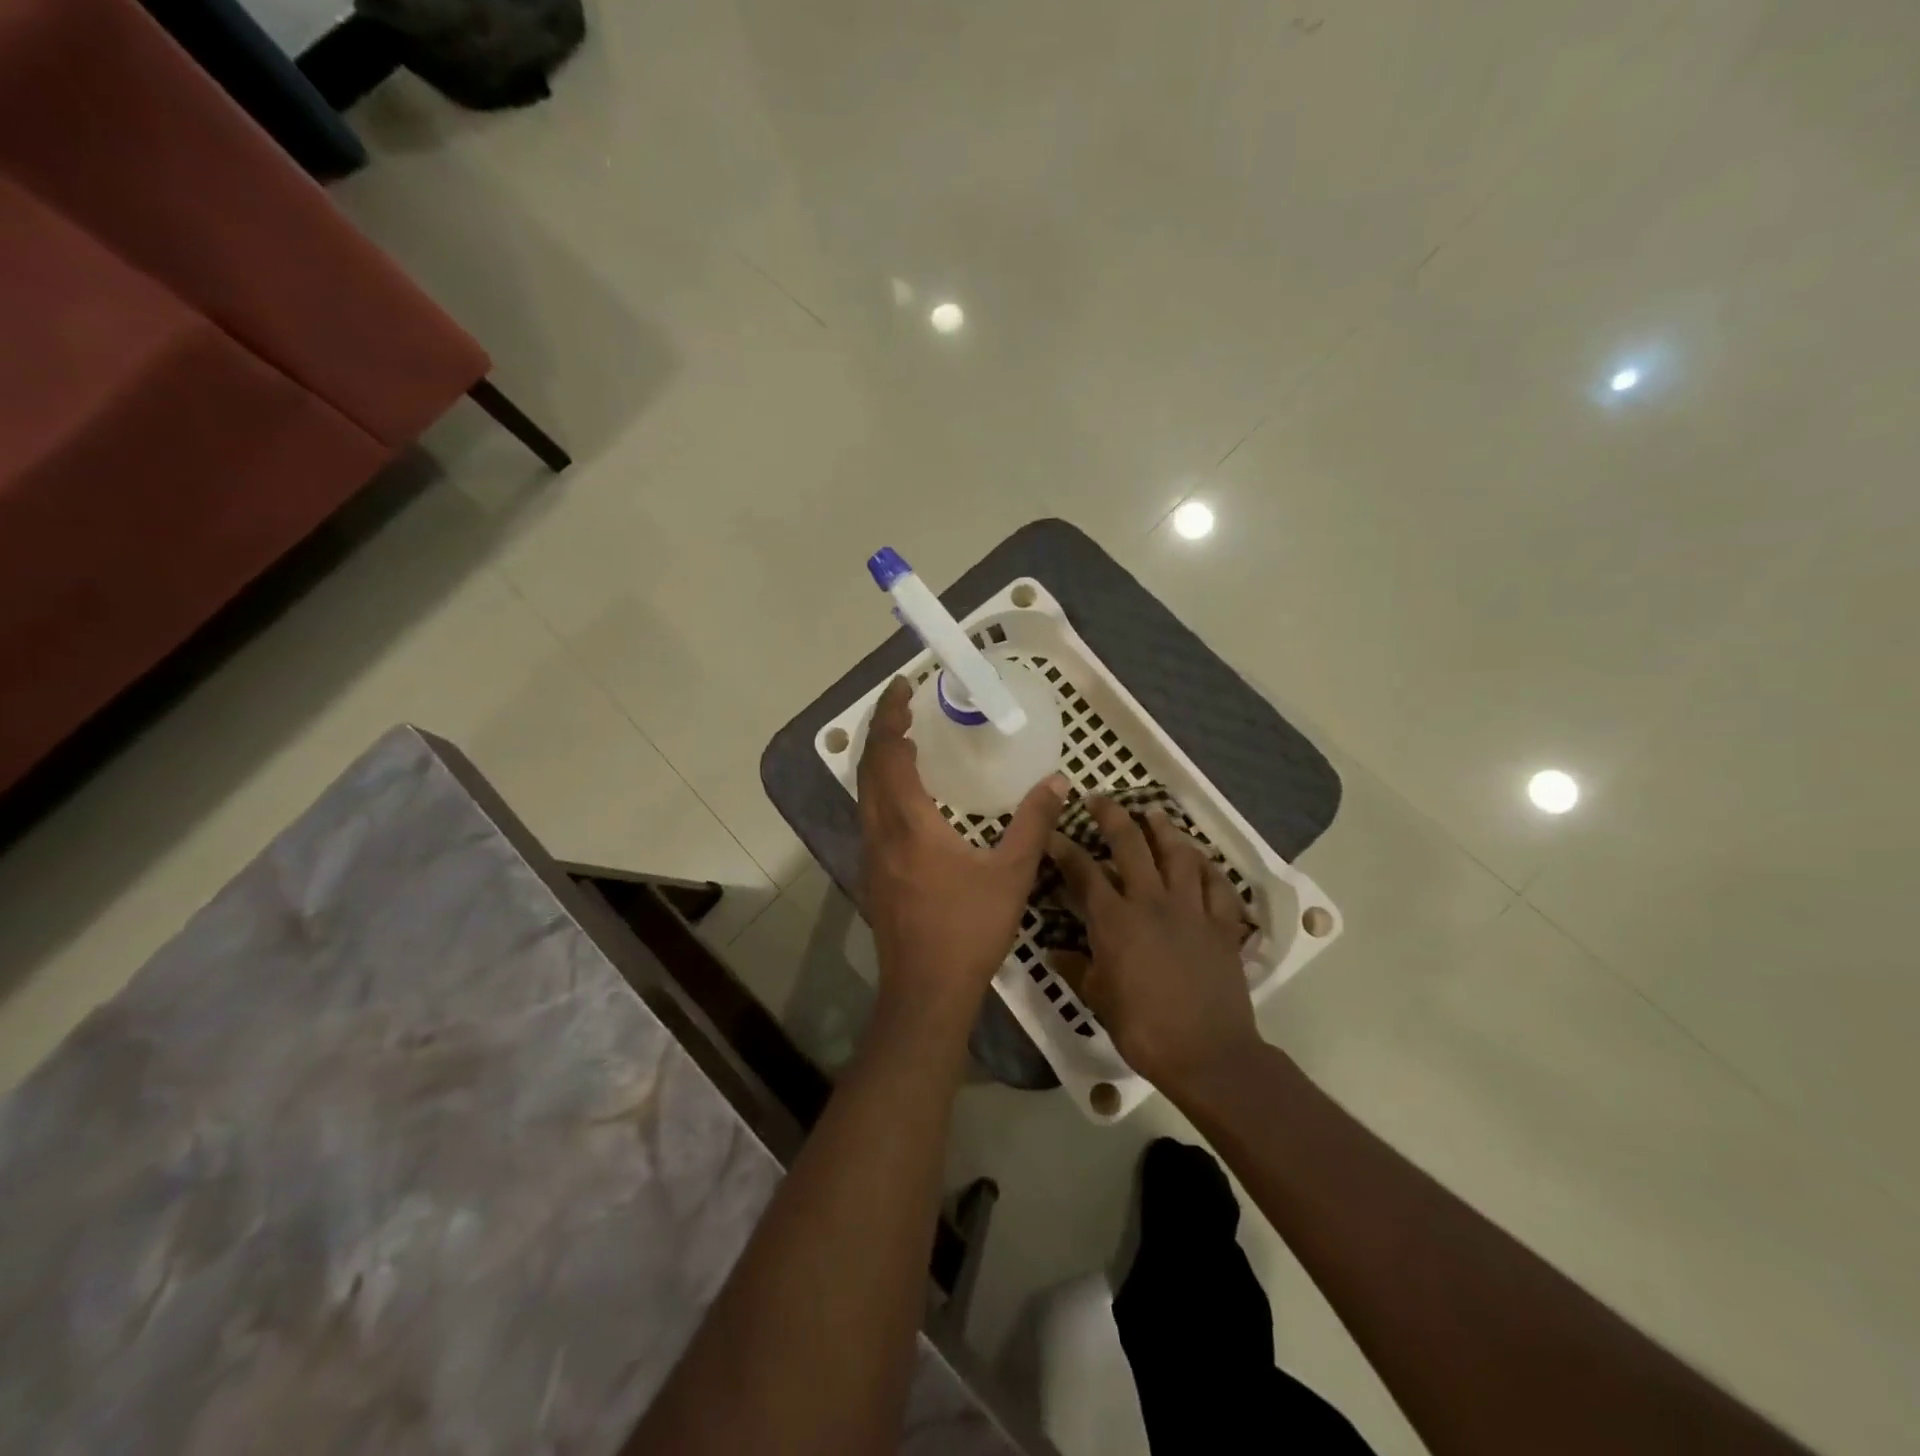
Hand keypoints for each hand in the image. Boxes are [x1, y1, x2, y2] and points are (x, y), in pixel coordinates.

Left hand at [857, 678, 1067, 1026]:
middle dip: (882, 730)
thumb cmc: (968, 929)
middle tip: (903, 705)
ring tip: (905, 741)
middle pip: (868, 767)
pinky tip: (907, 798)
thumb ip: (1034, 823)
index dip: (892, 716)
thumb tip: (1058, 782)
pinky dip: (881, 789)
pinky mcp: (871, 875)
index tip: (902, 687)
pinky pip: (869, 815)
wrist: (926, 991)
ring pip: (864, 793)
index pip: (890, 753)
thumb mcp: (1012, 873)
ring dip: (878, 760)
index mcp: (908, 822)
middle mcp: (879, 831)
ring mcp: (869, 855)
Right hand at [1048, 798, 1264, 1096]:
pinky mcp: (1222, 925)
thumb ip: (1076, 968)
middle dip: (1112, 816)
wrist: (1208, 1054)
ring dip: (1164, 830)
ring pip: (1178, 854)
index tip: (1052, 833)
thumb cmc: (1144, 1029)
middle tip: (1099, 799)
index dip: (1064, 848)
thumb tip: (1053, 951)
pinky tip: (1201, 860)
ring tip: (1154, 814)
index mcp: (1115, 920)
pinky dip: (1209, 868)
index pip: (1083, 872)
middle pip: (1131, 845)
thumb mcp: (1099, 1000)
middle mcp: (1152, 902)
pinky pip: (1218, 886)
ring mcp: (1191, 910)